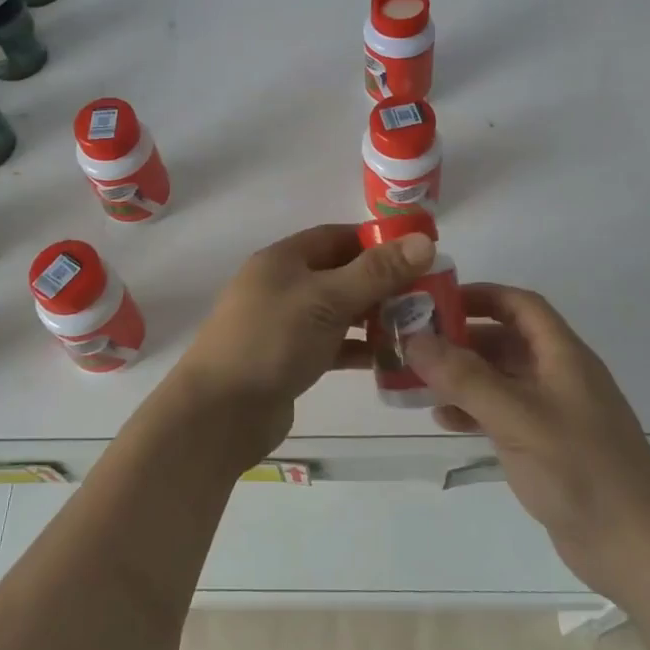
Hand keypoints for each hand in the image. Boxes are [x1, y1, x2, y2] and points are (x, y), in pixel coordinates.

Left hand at [163, 223, 437, 469]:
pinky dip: (359, 349)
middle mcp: (283, 286)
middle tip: (429, 295)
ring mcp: (285, 324)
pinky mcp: (290, 359)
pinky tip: (393, 359)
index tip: (419, 253)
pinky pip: (333, 345)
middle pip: (341, 274)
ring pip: (339, 311)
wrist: (221, 412)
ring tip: (419, 327)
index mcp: (284, 259)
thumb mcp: (327, 299)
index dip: (377, 241)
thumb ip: (376, 272)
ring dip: (375, 317)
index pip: (337, 237)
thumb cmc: (272, 341)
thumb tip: (425, 241)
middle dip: (382, 283)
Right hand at [404, 284, 649, 593]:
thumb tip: (414, 339)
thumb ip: (465, 378)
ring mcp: (553, 413)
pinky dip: (472, 410)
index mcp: (563, 356)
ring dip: (462, 376)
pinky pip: (501, 414)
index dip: (481, 295)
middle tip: (415, 344)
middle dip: (461, 338)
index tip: (436, 300)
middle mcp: (559, 376)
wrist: (635, 547)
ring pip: (500, 378)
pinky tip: (444, 420)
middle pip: (505, 340)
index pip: (520, 306)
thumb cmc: (579, 469)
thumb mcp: (517, 417)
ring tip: (419, 381)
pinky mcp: (546, 446)